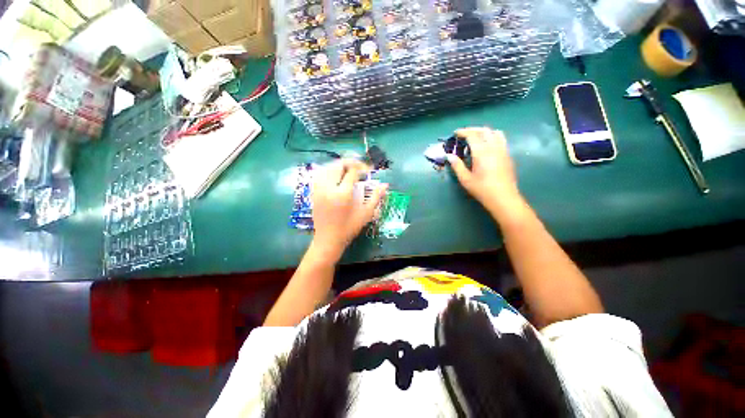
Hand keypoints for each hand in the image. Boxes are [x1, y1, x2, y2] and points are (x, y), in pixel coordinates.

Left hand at [311, 159, 387, 258]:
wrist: (328, 239)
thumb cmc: (349, 228)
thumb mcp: (366, 213)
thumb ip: (376, 197)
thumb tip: (385, 185)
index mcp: (343, 194)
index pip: (352, 172)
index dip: (362, 168)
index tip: (369, 171)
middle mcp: (329, 188)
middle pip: (338, 165)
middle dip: (351, 163)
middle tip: (360, 167)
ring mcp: (319, 189)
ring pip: (327, 167)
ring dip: (339, 165)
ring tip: (349, 169)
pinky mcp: (313, 192)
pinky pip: (319, 174)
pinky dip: (328, 170)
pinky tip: (336, 175)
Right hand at [447, 127, 522, 216]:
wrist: (503, 198)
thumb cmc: (482, 189)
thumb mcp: (465, 179)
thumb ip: (457, 165)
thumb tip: (449, 156)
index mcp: (481, 153)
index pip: (472, 135)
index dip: (463, 132)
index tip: (455, 133)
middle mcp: (493, 147)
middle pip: (484, 131)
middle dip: (473, 129)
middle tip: (464, 134)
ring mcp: (503, 150)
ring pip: (495, 132)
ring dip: (484, 131)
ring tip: (476, 137)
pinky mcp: (508, 155)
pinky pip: (501, 139)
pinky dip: (492, 136)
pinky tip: (487, 145)